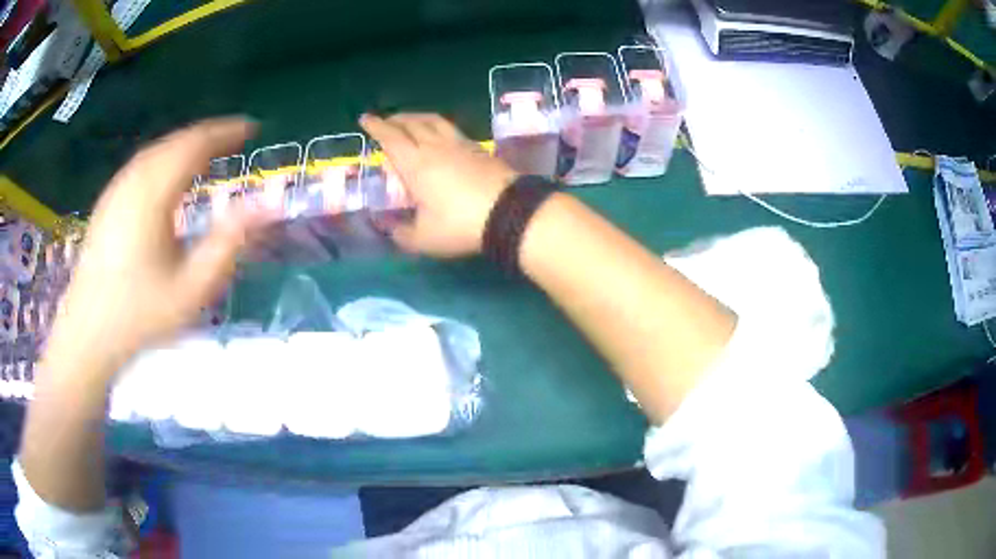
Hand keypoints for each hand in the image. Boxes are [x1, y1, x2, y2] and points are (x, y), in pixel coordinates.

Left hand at [44, 118, 262, 380]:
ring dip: (185, 146)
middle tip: (236, 140)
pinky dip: (165, 159)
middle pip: (175, 142)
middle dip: (208, 136)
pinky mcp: (107, 203)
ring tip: (209, 153)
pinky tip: (170, 176)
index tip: (253, 128)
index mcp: (153, 193)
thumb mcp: (192, 287)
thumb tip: (268, 205)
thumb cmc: (141, 315)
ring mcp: (116, 190)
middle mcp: (133, 180)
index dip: (226, 132)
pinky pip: (141, 166)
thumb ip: (229, 242)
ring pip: (156, 151)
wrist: (88, 335)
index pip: (195, 144)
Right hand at [360, 113, 517, 256]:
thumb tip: (391, 230)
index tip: (366, 118)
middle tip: (386, 120)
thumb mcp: (424, 238)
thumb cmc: (459, 224)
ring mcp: (460, 144)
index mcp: (415, 163)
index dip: (376, 126)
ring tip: (411, 120)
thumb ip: (403, 234)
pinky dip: (439, 126)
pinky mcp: (479, 148)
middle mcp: (435, 146)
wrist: (509, 212)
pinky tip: (441, 135)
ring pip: (434, 120)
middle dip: (395, 119)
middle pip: (412, 123)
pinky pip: (452, 129)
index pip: (390, 138)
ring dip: (417, 117)